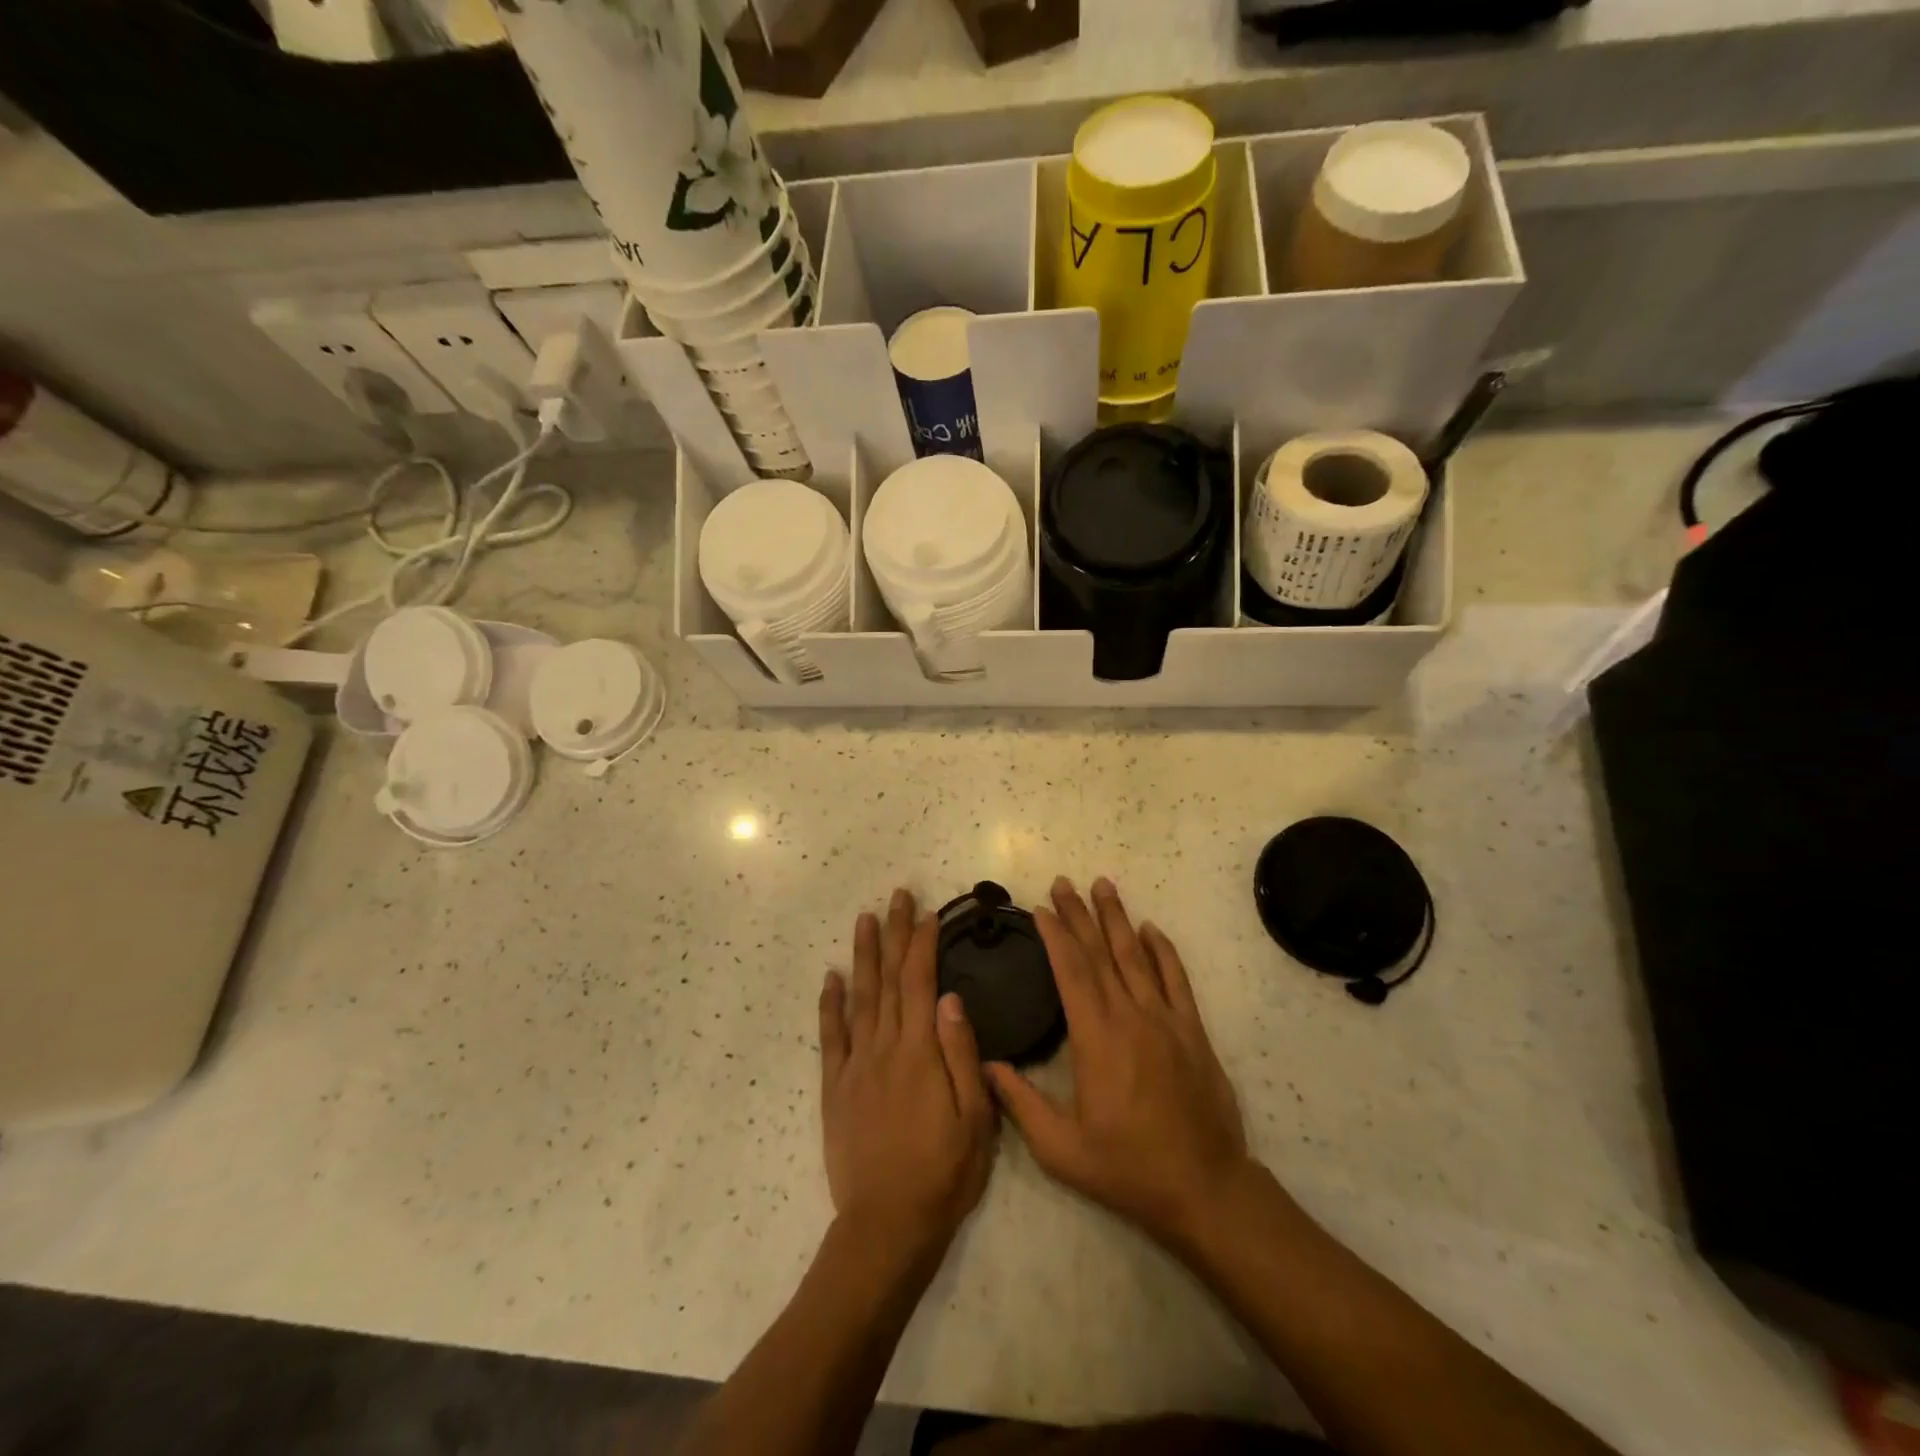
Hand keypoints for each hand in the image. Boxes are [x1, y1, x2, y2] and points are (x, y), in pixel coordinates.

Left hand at [819, 889, 996, 1262]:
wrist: (887, 1225)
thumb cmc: (944, 1172)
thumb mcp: (975, 1118)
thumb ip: (960, 1052)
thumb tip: (950, 996)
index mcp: (920, 1052)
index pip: (920, 982)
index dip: (923, 944)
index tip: (928, 913)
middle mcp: (884, 1047)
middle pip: (888, 979)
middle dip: (894, 934)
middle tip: (897, 897)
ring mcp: (855, 1065)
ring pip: (859, 997)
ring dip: (863, 956)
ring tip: (864, 920)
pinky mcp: (835, 1087)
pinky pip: (830, 1036)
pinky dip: (828, 1004)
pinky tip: (830, 978)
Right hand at [986, 877, 1251, 1248]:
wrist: (1204, 1187)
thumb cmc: (1127, 1168)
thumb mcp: (1061, 1149)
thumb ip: (1020, 1103)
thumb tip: (986, 1064)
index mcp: (1096, 1039)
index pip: (1071, 972)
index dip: (1055, 936)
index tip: (1041, 908)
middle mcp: (1130, 1016)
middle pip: (1100, 953)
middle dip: (1079, 914)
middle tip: (1063, 882)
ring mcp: (1165, 1019)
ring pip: (1137, 956)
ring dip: (1117, 918)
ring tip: (1103, 885)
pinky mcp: (1192, 1030)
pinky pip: (1176, 979)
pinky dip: (1163, 950)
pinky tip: (1151, 928)